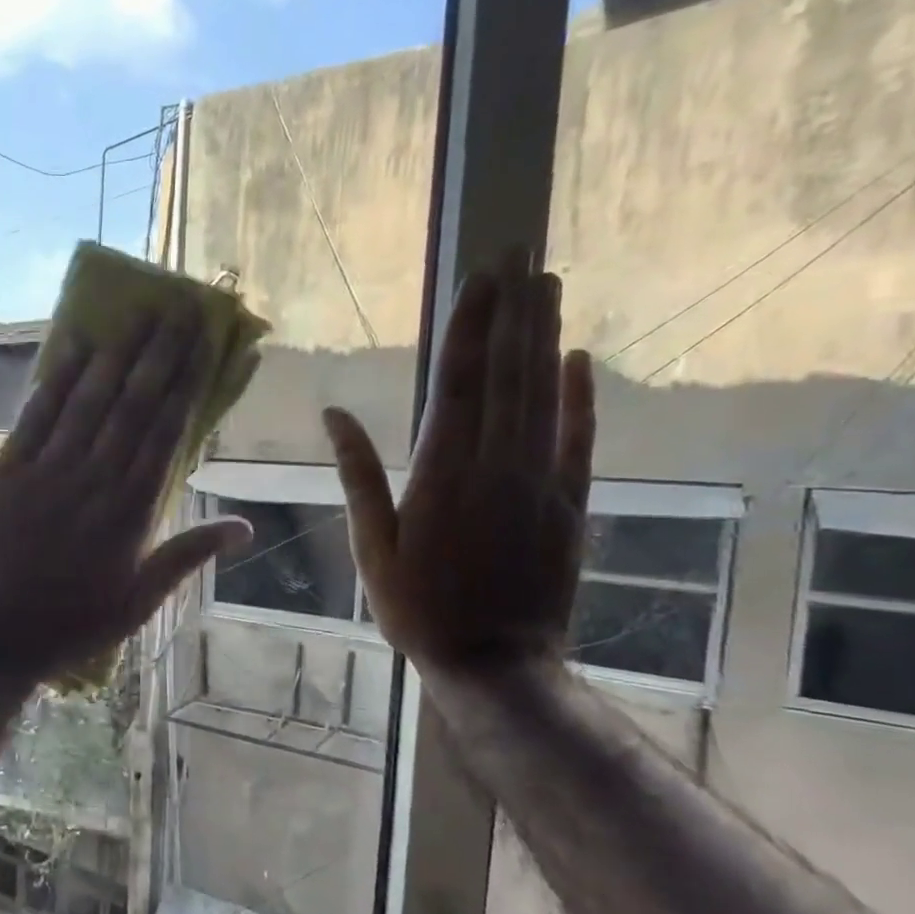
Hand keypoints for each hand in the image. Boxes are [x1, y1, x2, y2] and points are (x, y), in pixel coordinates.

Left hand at [0, 308, 251, 687]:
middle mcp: (93, 480)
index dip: (186, 384)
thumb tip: (245, 527)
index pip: (165, 434)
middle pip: (132, 406)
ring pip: (87, 402)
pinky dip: (54, 380)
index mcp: (130, 513)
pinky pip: (34, 417)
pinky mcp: (5, 472)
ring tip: (137, 315)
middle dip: (158, 355)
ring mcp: (46, 472)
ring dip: (114, 355)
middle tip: (178, 310)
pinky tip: (72, 346)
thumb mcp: (139, 602)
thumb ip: (188, 557)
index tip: (203, 344)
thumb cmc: (71, 624)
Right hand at [325, 263, 594, 676]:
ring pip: (543, 394)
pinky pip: (578, 439)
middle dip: (513, 309)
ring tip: (548, 283)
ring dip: (545, 336)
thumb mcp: (371, 546)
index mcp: (441, 474)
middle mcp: (495, 464)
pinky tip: (579, 359)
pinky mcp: (568, 503)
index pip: (459, 381)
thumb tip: (334, 414)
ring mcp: (539, 481)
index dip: (470, 324)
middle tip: (522, 251)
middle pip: (508, 372)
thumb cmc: (417, 607)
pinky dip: (580, 397)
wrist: (494, 662)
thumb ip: (358, 475)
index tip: (482, 274)